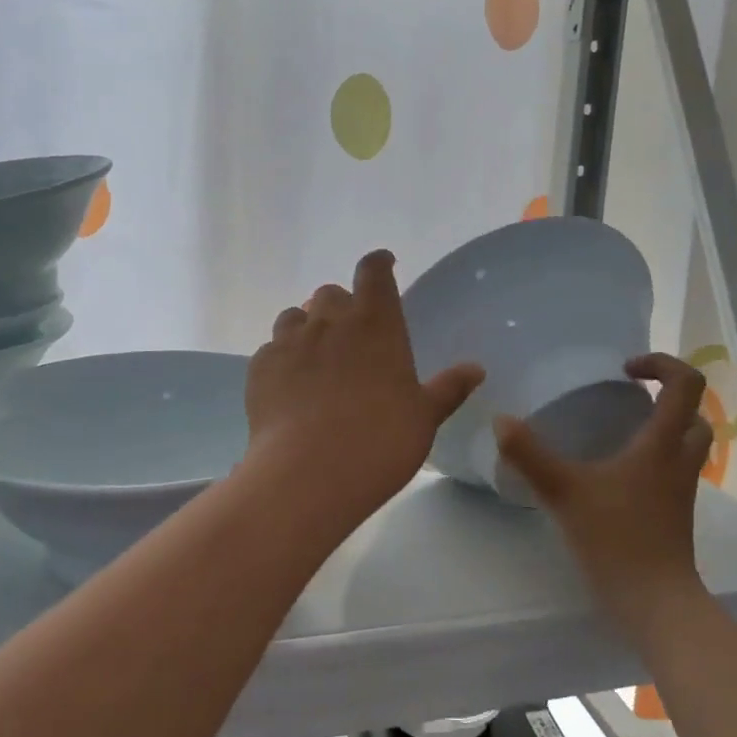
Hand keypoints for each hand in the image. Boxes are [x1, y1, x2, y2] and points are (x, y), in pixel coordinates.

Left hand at [245, 250, 483, 520]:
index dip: (378, 264)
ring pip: (294, 316)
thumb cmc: (381, 440)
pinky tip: (289, 387)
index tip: (383, 265)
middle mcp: (330, 321)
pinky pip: (270, 350)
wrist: (310, 473)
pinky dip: (282, 359)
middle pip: (330, 293)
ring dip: (306, 328)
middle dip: (340, 305)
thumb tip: (476, 369)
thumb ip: (448, 388)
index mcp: (375, 323)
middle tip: (350, 334)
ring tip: (315, 358)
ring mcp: (289, 342)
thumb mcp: (424, 417)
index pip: (374, 272)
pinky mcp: (260, 367)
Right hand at [494, 353, 712, 629]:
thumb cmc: (617, 540)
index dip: (662, 364)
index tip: (625, 369)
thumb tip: (501, 420)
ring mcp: (681, 490)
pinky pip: (673, 469)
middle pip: (694, 413)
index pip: (686, 385)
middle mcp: (679, 461)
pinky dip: (654, 456)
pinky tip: (615, 471)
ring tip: (620, 428)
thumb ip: (530, 455)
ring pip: (687, 443)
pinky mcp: (675, 513)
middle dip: (667, 395)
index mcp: (662, 445)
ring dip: (664, 426)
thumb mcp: (565, 492)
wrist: (656, 604)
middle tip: (627, 396)